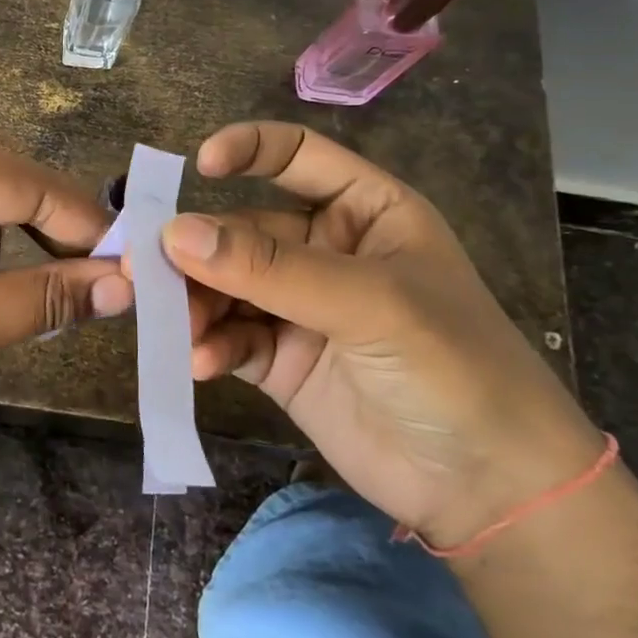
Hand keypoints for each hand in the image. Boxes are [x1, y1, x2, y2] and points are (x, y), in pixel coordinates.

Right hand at [154, 121, 602, 547]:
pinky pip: (229, 337)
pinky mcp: (280, 360)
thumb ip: (269, 268)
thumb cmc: (452, 366)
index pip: (297, 156)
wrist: (488, 488)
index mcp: (364, 212)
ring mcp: (299, 308)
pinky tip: (201, 362)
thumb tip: (174, 233)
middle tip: (148, 272)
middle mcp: (326, 251)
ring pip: (226, 286)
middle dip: (200, 251)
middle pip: (243, 230)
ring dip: (196, 302)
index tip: (196, 167)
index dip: (248, 150)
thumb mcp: (367, 303)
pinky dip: (210, 345)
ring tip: (177, 327)